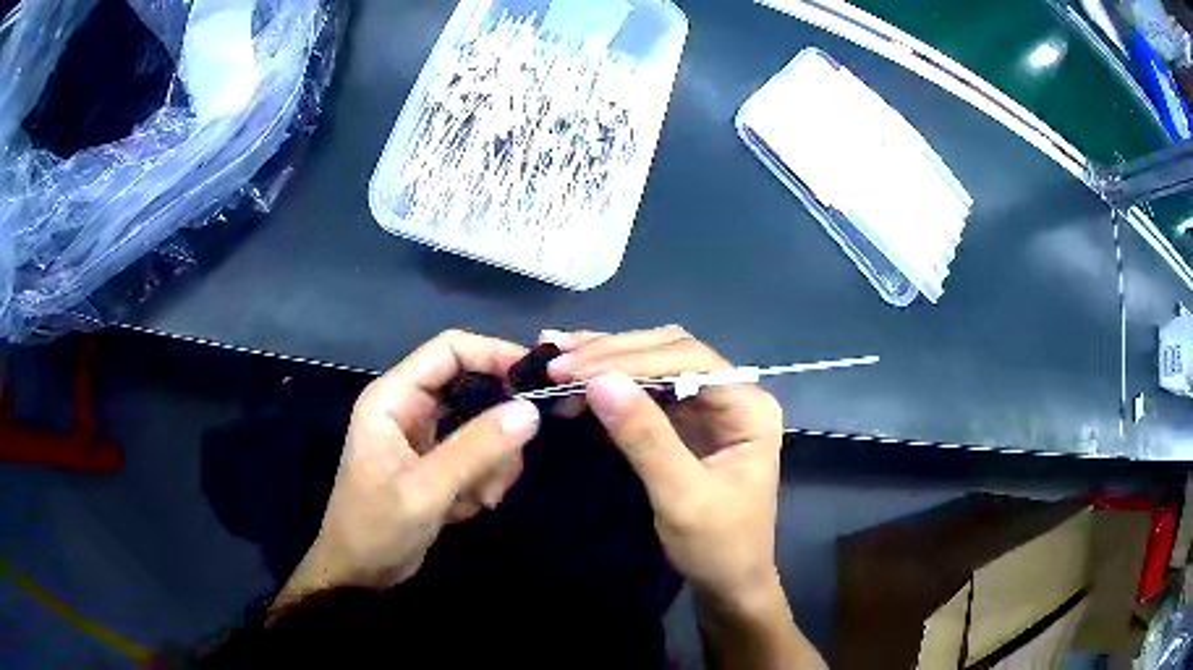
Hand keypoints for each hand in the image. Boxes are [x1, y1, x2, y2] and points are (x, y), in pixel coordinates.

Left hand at [274, 330, 540, 608]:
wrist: (360, 575)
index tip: (536, 380)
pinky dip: (484, 479)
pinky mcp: (438, 464)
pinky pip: (479, 456)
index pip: (449, 350)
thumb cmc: (376, 528)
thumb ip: (476, 449)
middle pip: (473, 387)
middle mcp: (410, 409)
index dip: (494, 354)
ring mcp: (425, 437)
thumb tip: (531, 410)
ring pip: (482, 427)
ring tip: (483, 497)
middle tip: (514, 458)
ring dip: (493, 463)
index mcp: (394, 398)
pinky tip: (469, 507)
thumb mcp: (425, 490)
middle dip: (497, 426)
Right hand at [544, 326, 784, 605]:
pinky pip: (645, 390)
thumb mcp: (681, 496)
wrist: (728, 583)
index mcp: (749, 407)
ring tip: (556, 355)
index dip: (630, 358)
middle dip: (613, 353)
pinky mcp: (685, 423)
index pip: (689, 359)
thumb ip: (645, 437)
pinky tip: (577, 375)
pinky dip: (609, 381)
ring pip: (654, 364)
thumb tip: (598, 381)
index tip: (574, 369)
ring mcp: (708, 407)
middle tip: (557, 361)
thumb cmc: (717, 546)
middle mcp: (732, 395)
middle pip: (670, 352)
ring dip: (606, 359)